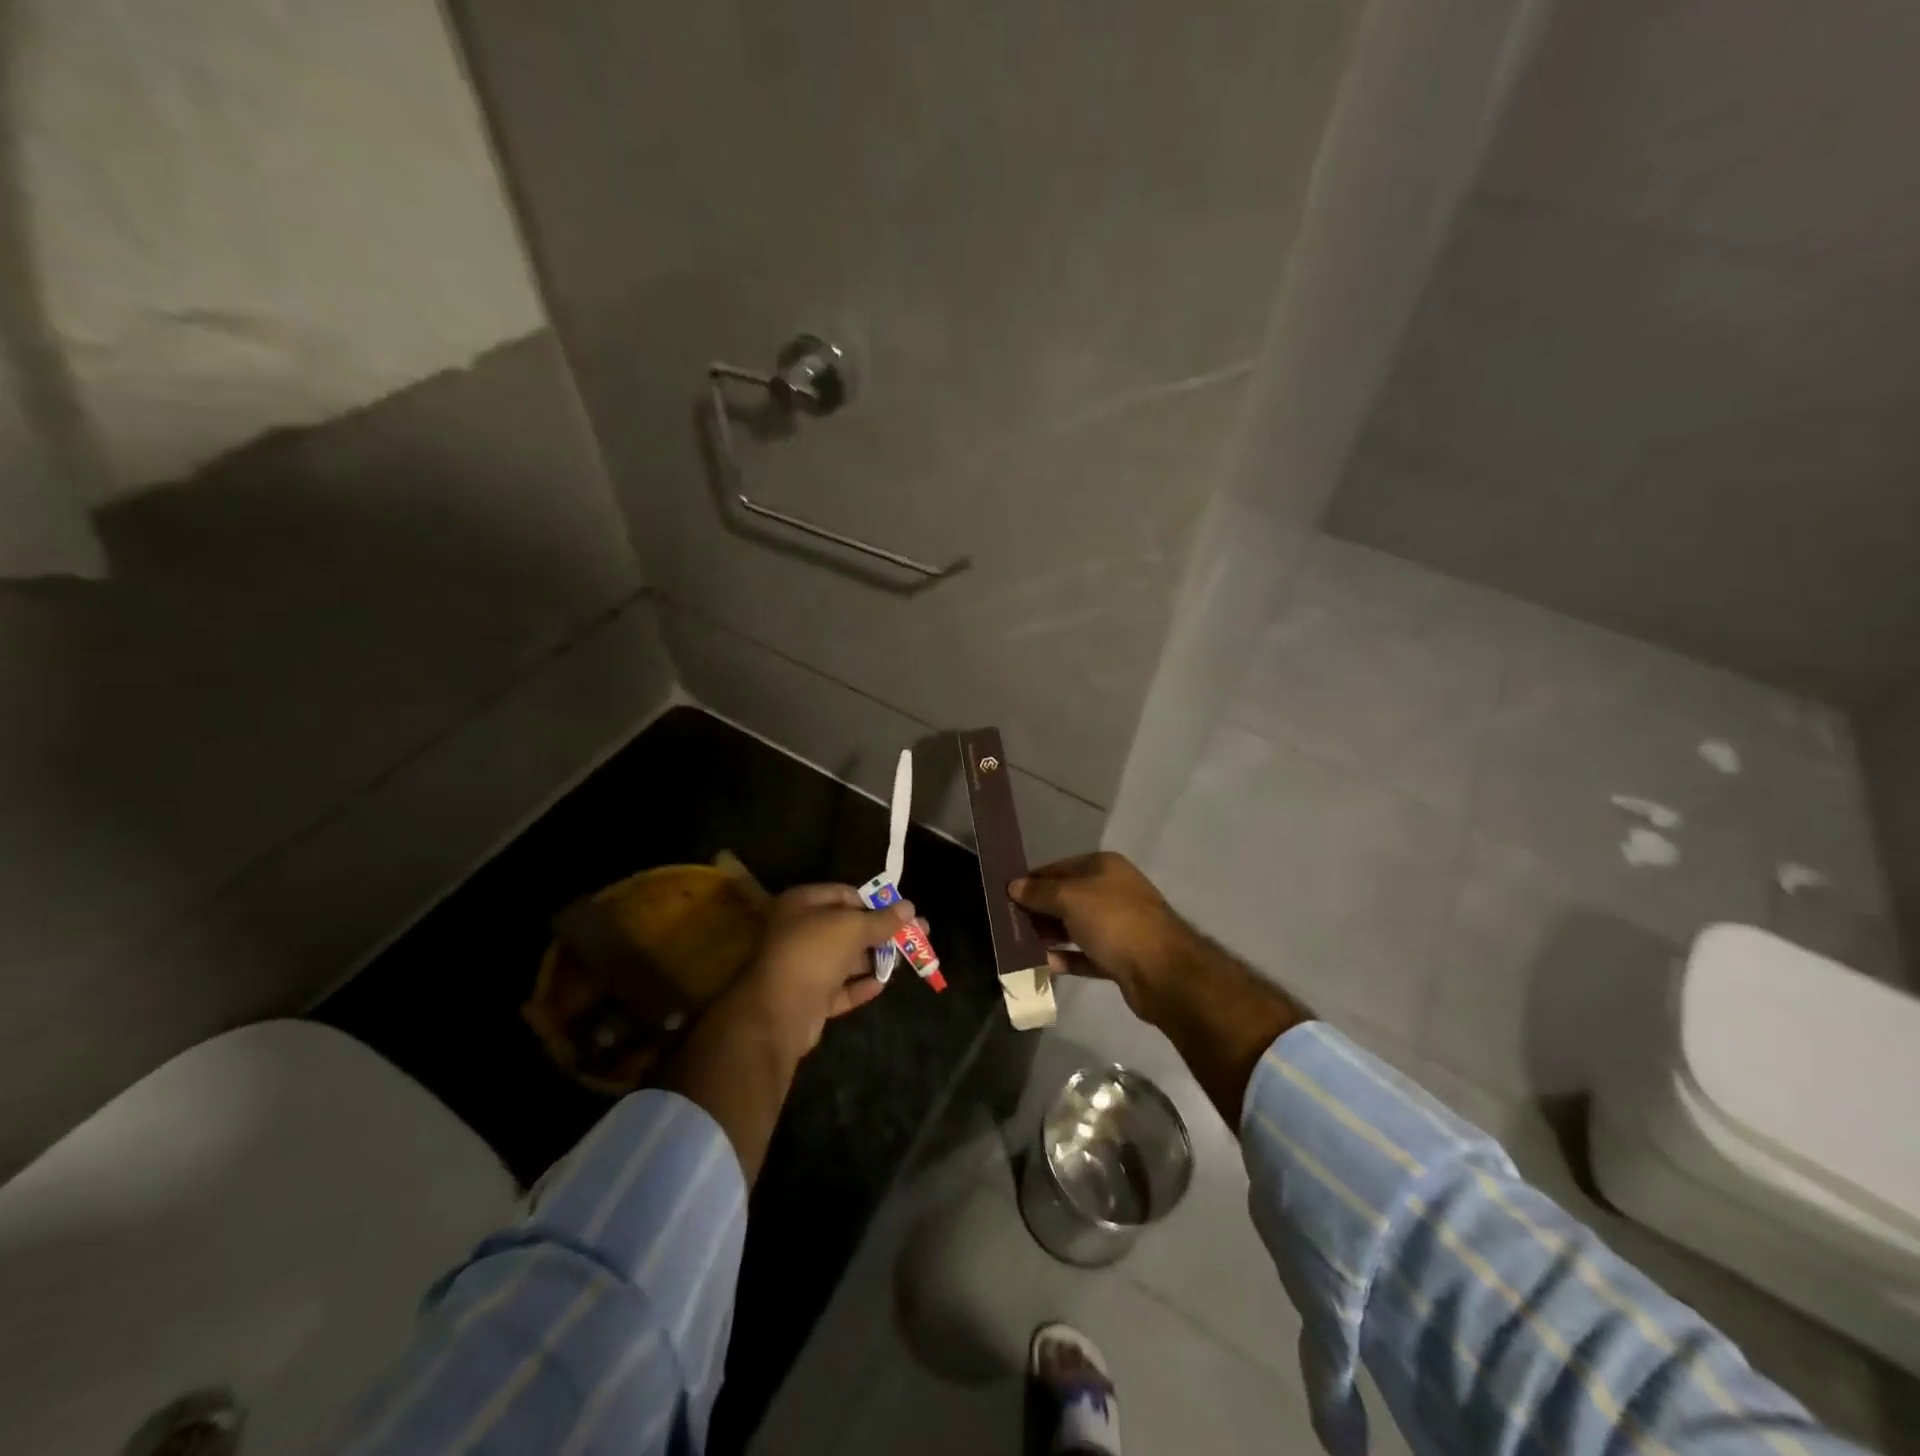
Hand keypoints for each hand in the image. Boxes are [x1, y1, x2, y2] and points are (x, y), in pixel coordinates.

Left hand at [734, 884, 918, 1058]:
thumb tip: (910, 907)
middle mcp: (799, 931)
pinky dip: (860, 985)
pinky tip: (882, 984)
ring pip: (844, 958)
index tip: (899, 911)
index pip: (843, 894)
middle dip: (879, 932)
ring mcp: (802, 966)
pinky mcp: (808, 998)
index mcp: (801, 904)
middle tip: (913, 935)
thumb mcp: (852, 928)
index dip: (872, 901)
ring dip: (873, 959)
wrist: (778, 1012)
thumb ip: (882, 919)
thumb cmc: (813, 953)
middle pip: (846, 927)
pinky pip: (839, 988)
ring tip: (905, 961)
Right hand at [1010, 852, 1193, 1022]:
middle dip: (1039, 910)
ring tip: (1020, 946)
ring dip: (1050, 935)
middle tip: (1009, 925)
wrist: (1162, 971)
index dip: (1033, 881)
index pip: (1059, 868)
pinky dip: (1066, 958)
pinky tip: (1044, 965)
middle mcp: (1113, 891)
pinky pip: (1085, 954)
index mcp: (1104, 867)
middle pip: (1067, 897)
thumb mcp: (1070, 898)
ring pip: (1075, 926)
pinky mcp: (1120, 956)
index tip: (1006, 897)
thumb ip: (1040, 892)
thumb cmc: (1113, 921)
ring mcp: (1119, 924)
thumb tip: (1014, 886)